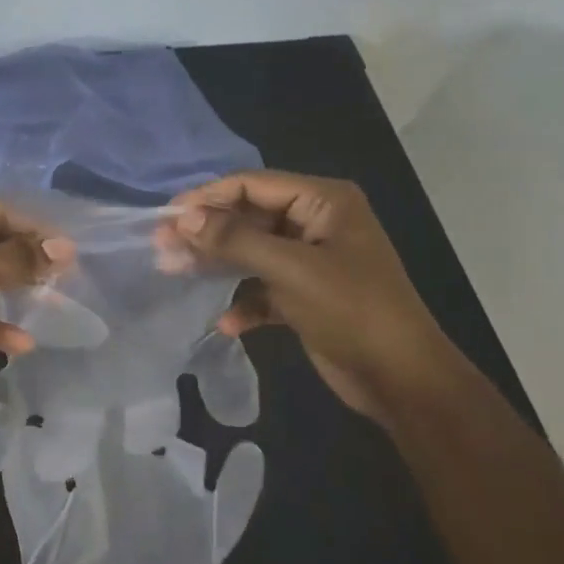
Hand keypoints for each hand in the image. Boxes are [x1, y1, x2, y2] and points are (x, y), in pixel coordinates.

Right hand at [167, 171, 460, 423]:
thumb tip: (183, 217)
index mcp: (323, 202)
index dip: (208, 198)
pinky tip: (227, 323)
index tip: (166, 217)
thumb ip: (234, 240)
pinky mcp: (305, 295)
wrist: (401, 378)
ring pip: (251, 252)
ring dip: (217, 264)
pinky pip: (263, 288)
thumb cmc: (351, 310)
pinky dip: (244, 302)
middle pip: (248, 217)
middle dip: (207, 233)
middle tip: (162, 247)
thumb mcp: (291, 269)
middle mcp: (316, 223)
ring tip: (175, 273)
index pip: (253, 184)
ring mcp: (311, 260)